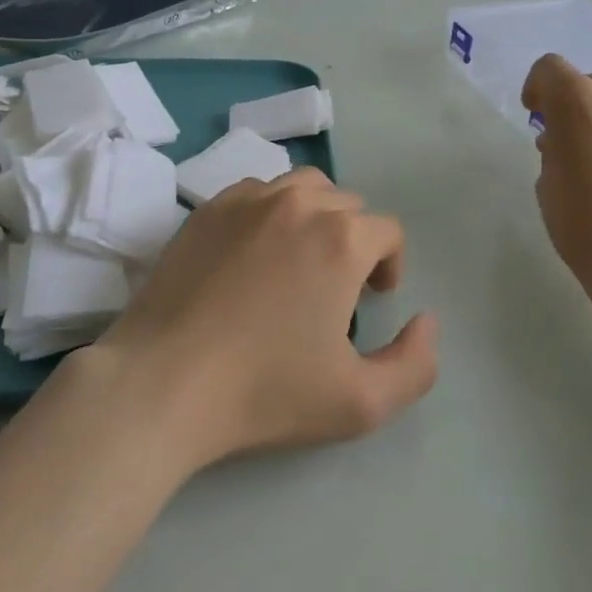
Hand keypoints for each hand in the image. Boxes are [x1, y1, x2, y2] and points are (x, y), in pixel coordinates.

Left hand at [92, 168, 438, 470]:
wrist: (163, 383)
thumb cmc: (265, 391)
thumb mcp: (361, 403)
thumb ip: (416, 365)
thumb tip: (427, 322)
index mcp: (342, 238)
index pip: (388, 231)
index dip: (390, 264)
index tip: (373, 299)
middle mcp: (300, 203)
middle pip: (347, 205)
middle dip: (354, 240)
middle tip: (336, 288)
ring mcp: (249, 199)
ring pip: (303, 189)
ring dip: (315, 217)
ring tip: (300, 260)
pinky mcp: (208, 208)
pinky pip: (257, 193)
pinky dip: (270, 213)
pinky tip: (254, 254)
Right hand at [521, 53, 591, 310]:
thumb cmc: (582, 222)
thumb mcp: (547, 182)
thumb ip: (552, 148)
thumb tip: (564, 142)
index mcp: (576, 99)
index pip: (549, 69)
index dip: (538, 88)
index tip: (537, 114)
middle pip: (589, 84)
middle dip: (576, 107)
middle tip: (574, 144)